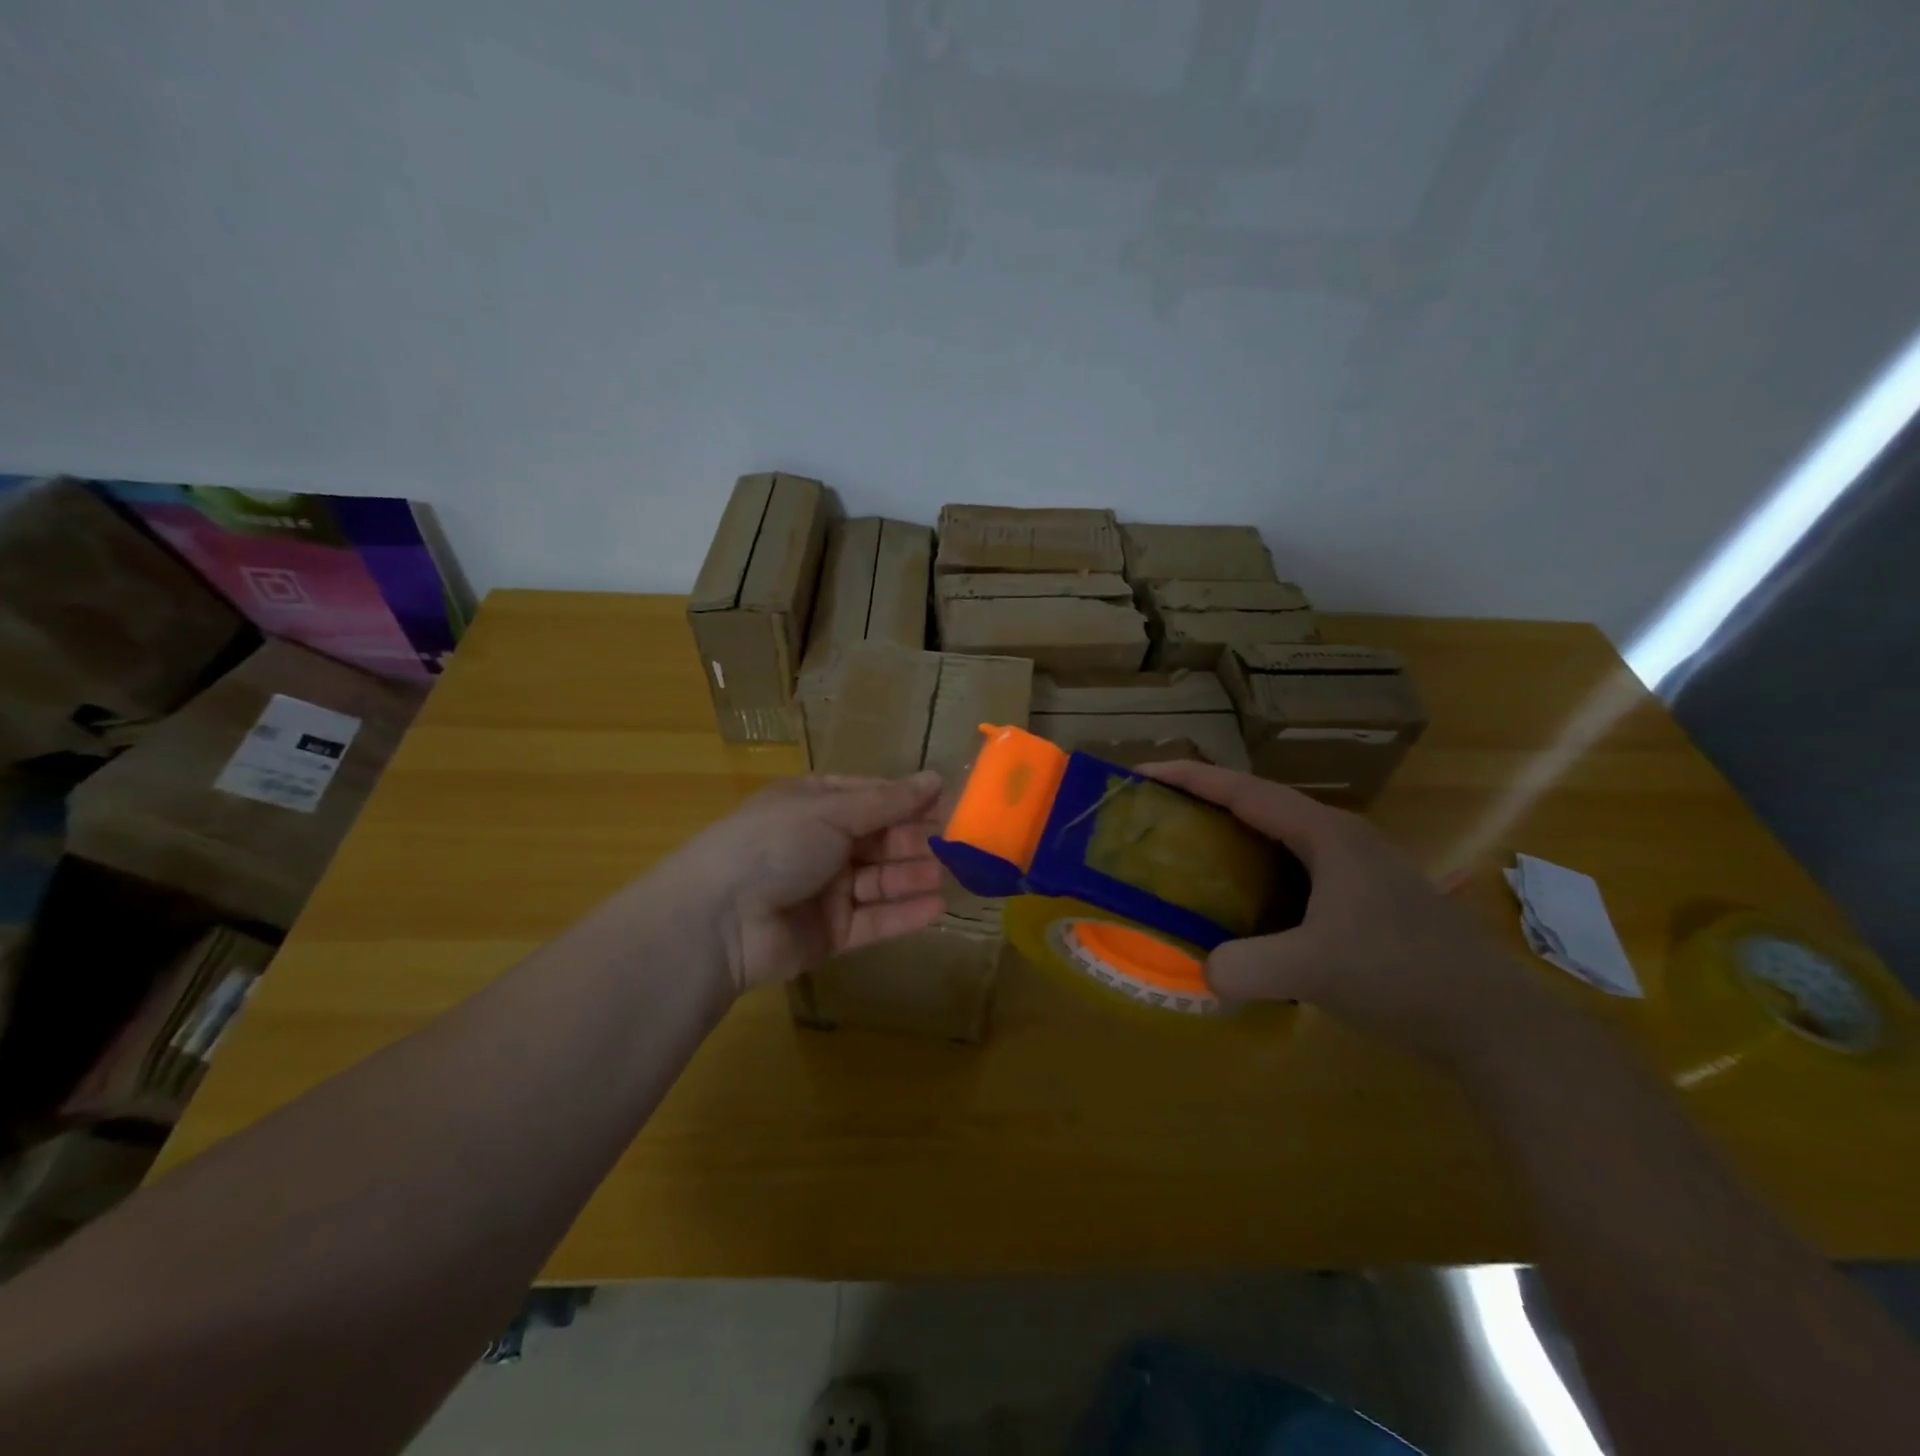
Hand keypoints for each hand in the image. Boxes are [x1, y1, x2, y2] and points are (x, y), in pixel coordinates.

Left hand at [662, 771, 946, 994]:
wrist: (719, 920)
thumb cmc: (774, 844)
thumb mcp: (830, 811)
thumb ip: (887, 802)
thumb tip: (935, 778)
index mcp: (813, 805)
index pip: (871, 797)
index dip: (908, 800)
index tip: (948, 802)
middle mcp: (821, 844)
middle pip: (880, 839)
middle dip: (917, 839)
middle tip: (960, 842)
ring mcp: (826, 890)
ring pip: (881, 880)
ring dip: (915, 875)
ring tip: (954, 874)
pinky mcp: (831, 933)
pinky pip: (874, 919)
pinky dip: (904, 914)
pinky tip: (937, 907)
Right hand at [1143, 761, 1544, 1066]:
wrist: (1492, 1021)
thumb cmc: (1401, 975)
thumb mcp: (1312, 970)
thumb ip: (1243, 967)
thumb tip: (1203, 972)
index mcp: (1325, 834)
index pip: (1243, 790)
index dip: (1189, 778)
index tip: (1141, 775)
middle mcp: (1341, 837)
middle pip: (1258, 805)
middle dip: (1205, 803)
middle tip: (1157, 817)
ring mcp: (1358, 867)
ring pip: (1279, 837)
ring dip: (1233, 838)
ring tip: (1190, 854)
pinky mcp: (1366, 897)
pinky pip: (1295, 869)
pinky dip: (1258, 871)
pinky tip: (1244, 902)